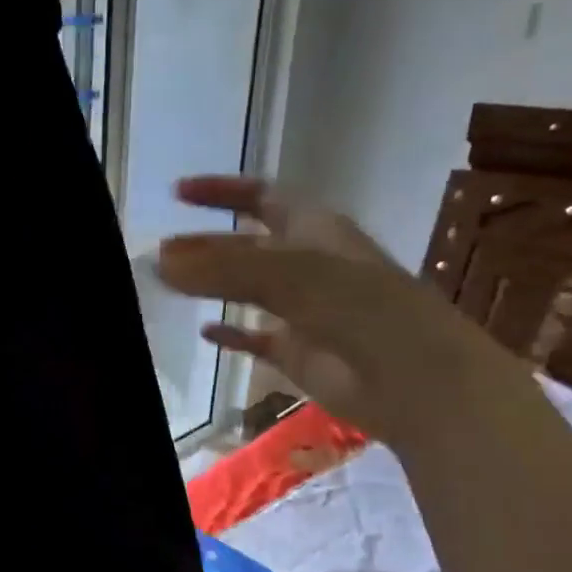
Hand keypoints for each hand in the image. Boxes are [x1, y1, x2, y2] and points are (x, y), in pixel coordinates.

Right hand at [156, 176, 507, 441]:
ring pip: (248, 291)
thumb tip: (158, 259)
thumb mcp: (289, 275)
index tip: (177, 193)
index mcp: (315, 230)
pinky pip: (257, 338)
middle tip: (159, 250)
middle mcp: (308, 265)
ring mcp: (304, 311)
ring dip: (213, 286)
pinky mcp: (299, 354)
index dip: (223, 190)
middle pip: (248, 246)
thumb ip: (222, 267)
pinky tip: (205, 333)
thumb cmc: (361, 309)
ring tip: (168, 286)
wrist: (413, 380)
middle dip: (206, 244)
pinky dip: (232, 334)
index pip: (262, 197)